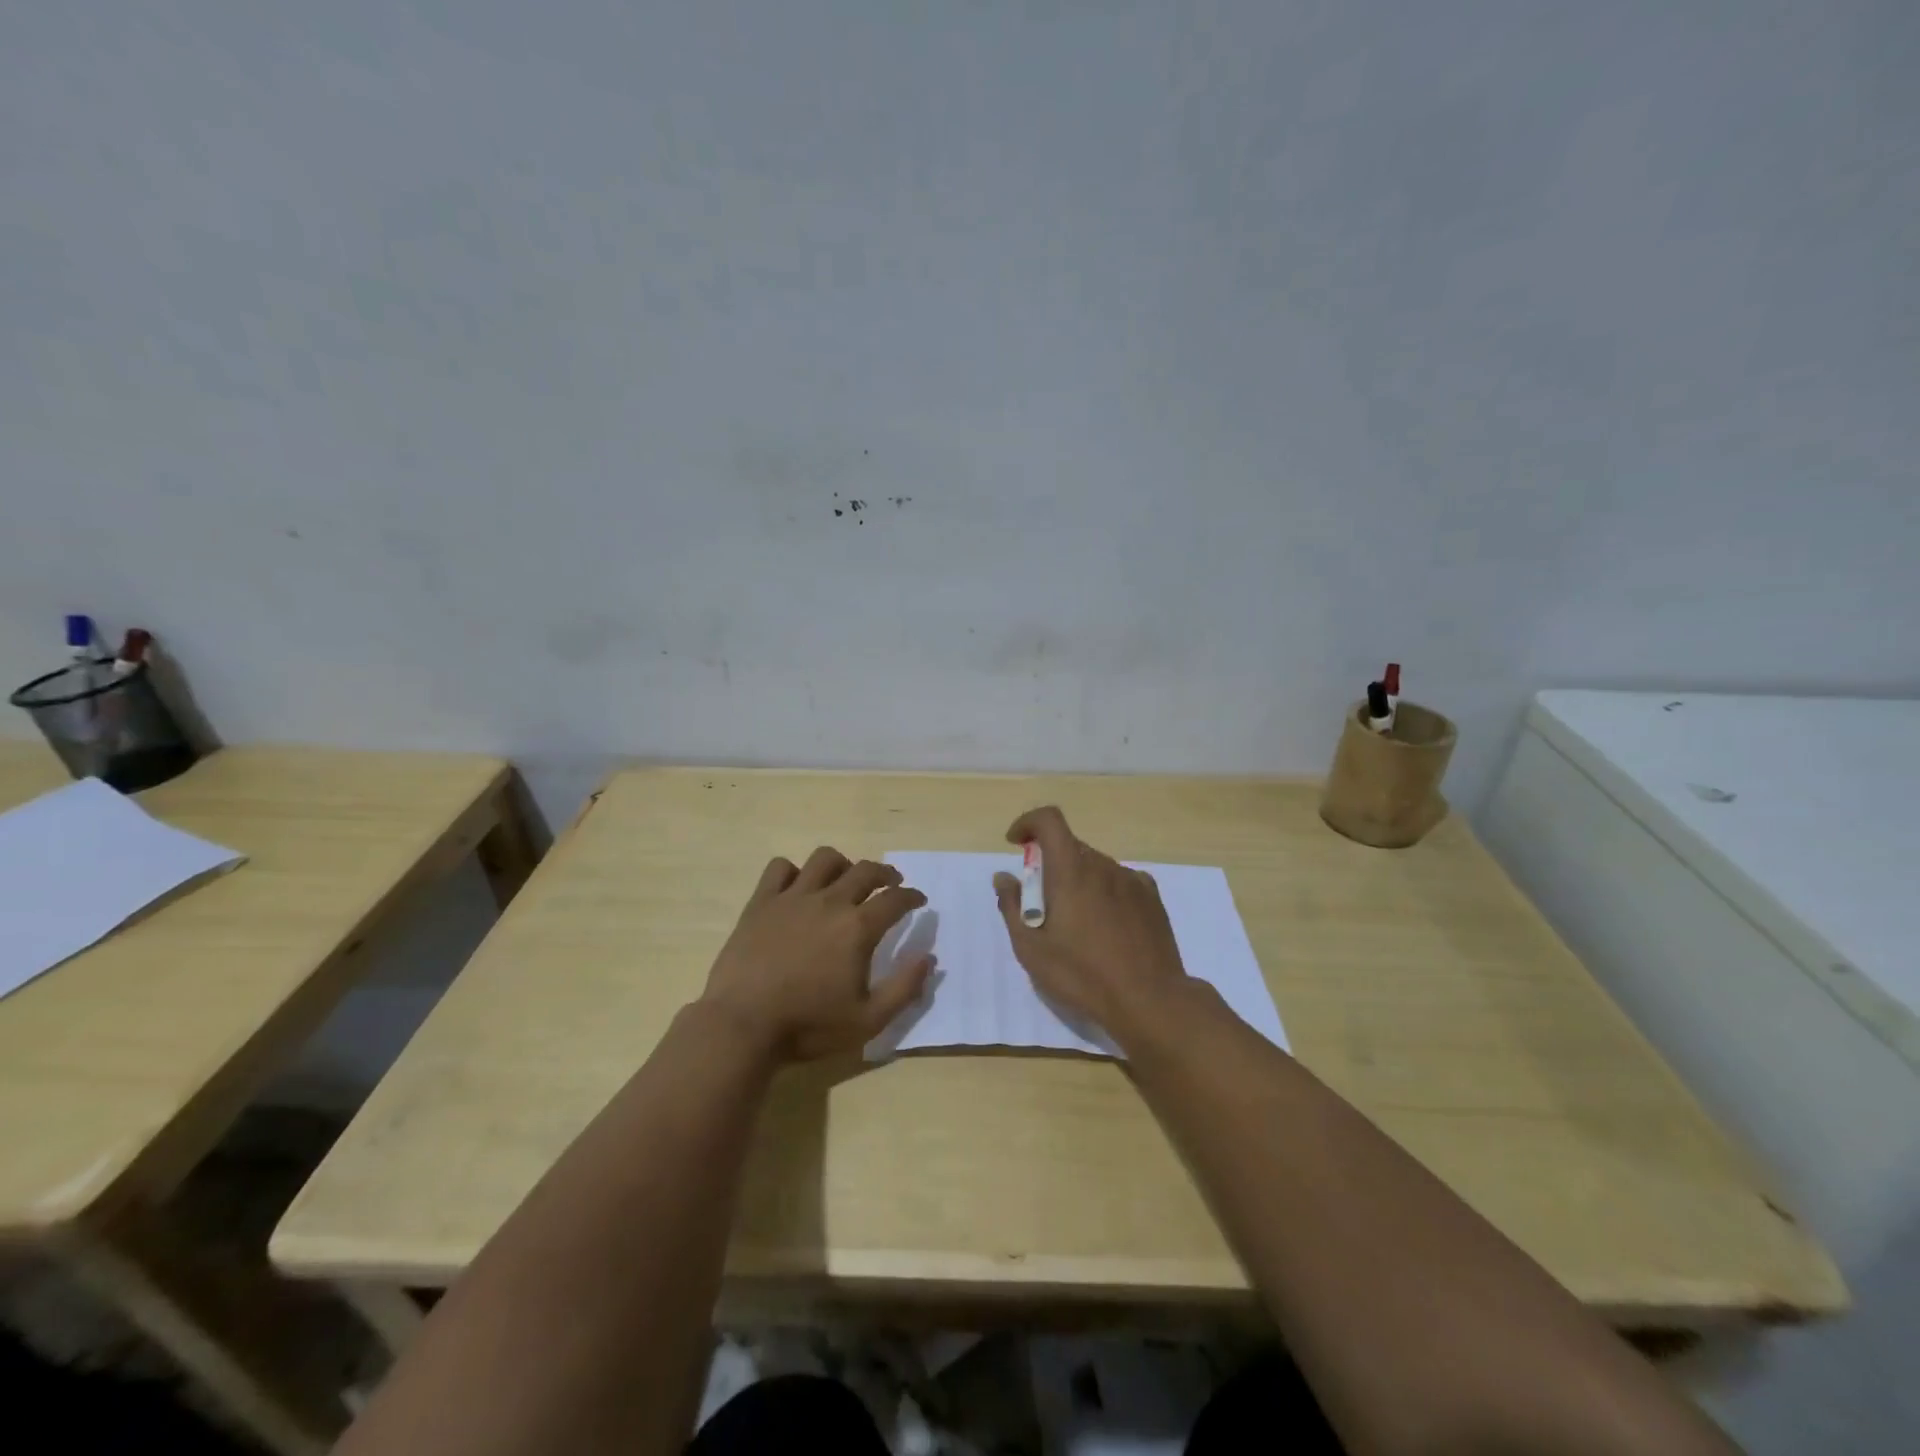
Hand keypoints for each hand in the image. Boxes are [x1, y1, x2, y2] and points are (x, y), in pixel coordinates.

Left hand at [701, 847, 932, 1061]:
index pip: (895, 899)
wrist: (742, 1025)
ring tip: (845, 878)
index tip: (918, 900)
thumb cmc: (808, 1026)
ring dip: (843, 864)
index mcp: (857, 928)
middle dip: (885, 873)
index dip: (912, 897)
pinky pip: (780, 868)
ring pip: (825, 859)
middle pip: (865, 870)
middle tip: (891, 883)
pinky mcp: (761, 902)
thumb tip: (929, 958)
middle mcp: (829, 902)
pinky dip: (794, 872)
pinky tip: (797, 887)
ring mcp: (792, 897)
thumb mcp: (868, 1020)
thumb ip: (904, 988)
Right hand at [992, 806, 1190, 1041]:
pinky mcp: (1152, 898)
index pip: (1049, 821)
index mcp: (1071, 871)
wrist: (1149, 1000)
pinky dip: (1105, 892)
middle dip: (1050, 864)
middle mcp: (1103, 866)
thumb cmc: (1082, 975)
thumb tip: (1004, 876)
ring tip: (1077, 924)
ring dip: (1078, 881)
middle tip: (1042, 905)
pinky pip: (1120, 882)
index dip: (1028, 823)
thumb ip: (1012, 906)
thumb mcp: (1031, 948)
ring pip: (1096, 866)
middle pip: (1070, 847)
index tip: (1016, 843)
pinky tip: (1107, 927)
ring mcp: (1132, 880)